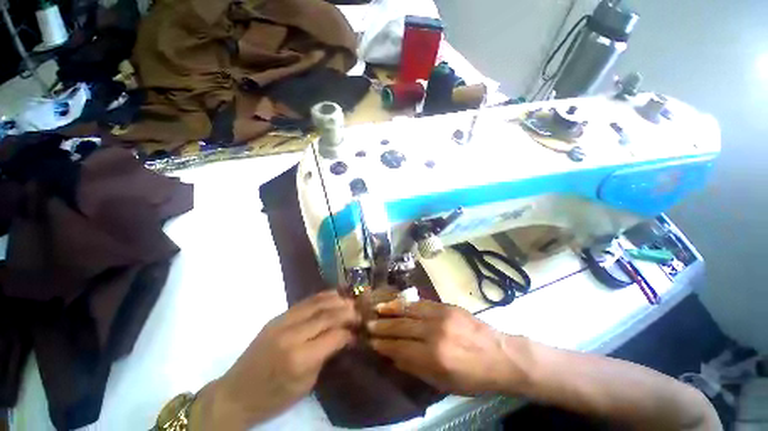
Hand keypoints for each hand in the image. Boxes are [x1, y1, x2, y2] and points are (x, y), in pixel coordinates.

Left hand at [192, 290, 360, 429]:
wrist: (235, 394)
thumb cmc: (273, 398)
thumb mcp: (306, 385)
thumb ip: (326, 356)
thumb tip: (345, 337)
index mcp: (299, 358)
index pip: (334, 335)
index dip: (350, 331)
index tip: (359, 331)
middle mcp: (291, 335)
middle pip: (327, 315)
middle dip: (347, 311)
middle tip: (359, 313)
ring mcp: (282, 323)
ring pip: (317, 303)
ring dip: (336, 300)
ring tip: (349, 301)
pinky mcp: (276, 317)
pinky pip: (304, 302)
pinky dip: (322, 297)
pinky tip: (332, 296)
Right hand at [367, 300, 530, 395]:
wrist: (500, 355)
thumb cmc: (473, 377)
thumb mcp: (444, 383)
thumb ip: (416, 368)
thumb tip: (394, 356)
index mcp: (434, 357)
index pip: (401, 348)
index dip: (384, 346)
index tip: (371, 342)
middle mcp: (434, 333)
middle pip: (402, 328)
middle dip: (383, 327)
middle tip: (368, 325)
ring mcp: (440, 316)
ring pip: (409, 311)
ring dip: (391, 311)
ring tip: (376, 309)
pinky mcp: (446, 306)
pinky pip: (421, 303)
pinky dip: (406, 304)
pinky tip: (397, 303)